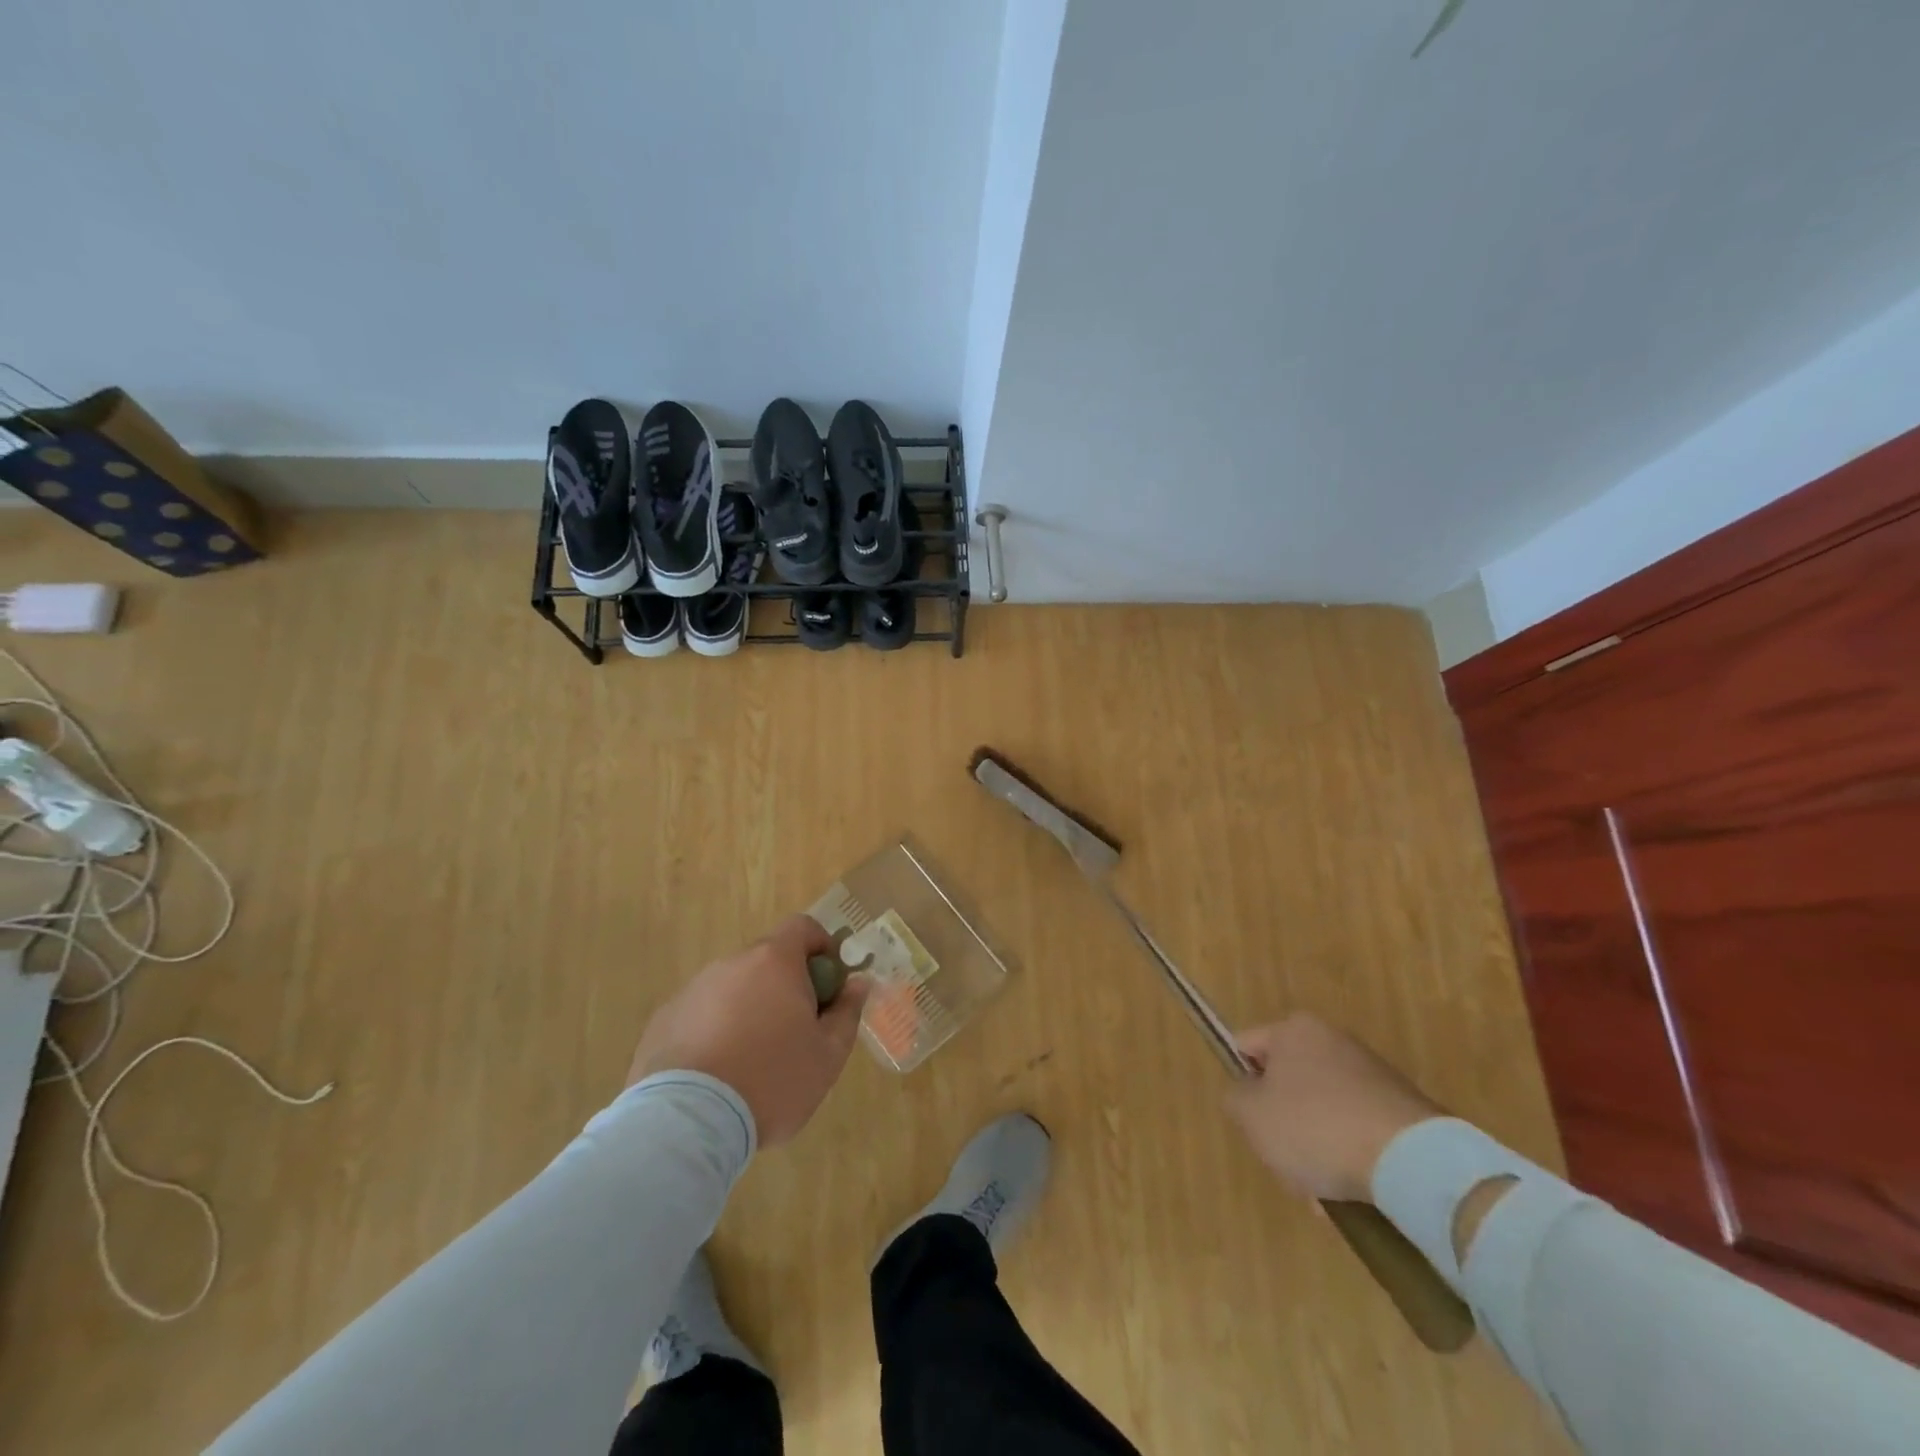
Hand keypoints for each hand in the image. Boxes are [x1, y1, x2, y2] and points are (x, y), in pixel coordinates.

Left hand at [627, 914, 870, 1146]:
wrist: (687, 1122)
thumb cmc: (772, 1081)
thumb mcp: (827, 1055)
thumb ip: (847, 1013)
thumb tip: (858, 984)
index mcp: (774, 962)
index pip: (803, 927)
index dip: (821, 948)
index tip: (829, 985)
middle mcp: (731, 964)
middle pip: (767, 961)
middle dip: (786, 986)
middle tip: (796, 1033)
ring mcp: (693, 990)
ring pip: (733, 989)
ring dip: (749, 1009)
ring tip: (753, 1062)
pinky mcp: (664, 1020)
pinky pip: (701, 1014)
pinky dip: (715, 1031)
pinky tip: (717, 1074)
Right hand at [1223, 1012, 1442, 1202]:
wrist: (1413, 1161)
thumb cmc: (1317, 1127)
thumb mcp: (1252, 1115)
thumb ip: (1235, 1098)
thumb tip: (1246, 1095)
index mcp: (1294, 1029)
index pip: (1247, 1047)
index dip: (1241, 1084)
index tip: (1251, 1121)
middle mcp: (1333, 1039)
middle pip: (1287, 1083)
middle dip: (1283, 1124)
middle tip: (1285, 1161)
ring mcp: (1372, 1073)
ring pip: (1322, 1111)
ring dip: (1316, 1147)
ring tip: (1321, 1190)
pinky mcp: (1403, 1107)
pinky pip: (1358, 1129)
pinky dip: (1350, 1155)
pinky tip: (1352, 1191)